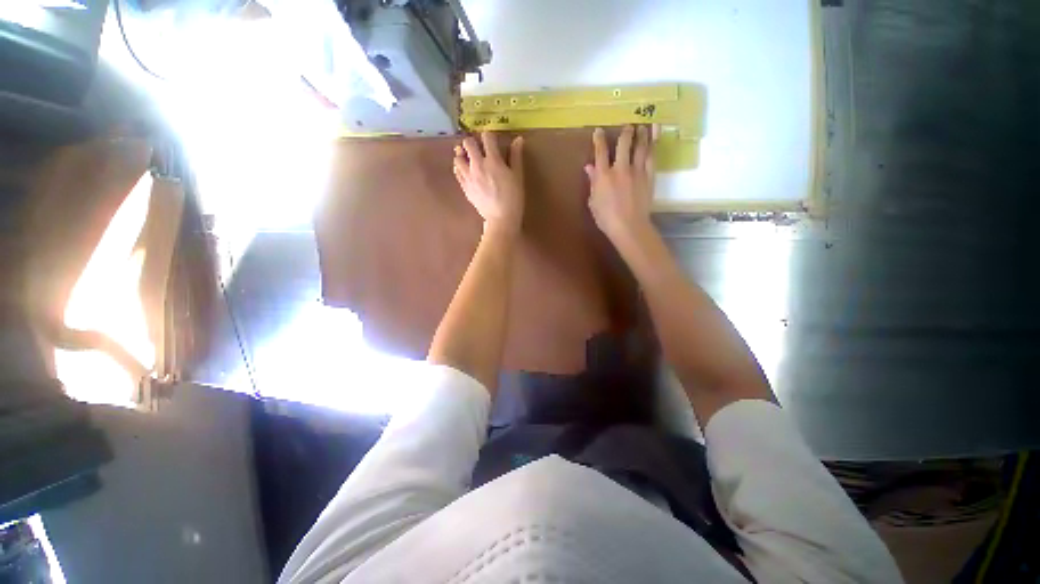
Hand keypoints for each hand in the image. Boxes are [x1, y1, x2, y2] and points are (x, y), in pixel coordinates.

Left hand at [454, 132, 524, 235]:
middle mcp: (477, 165)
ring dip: (464, 155)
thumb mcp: (518, 176)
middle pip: (468, 143)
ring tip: (470, 159)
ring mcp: (468, 176)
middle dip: (474, 142)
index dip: (490, 136)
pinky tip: (467, 171)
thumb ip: (516, 156)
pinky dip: (460, 168)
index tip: (493, 141)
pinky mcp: (464, 187)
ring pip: (458, 157)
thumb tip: (518, 139)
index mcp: (493, 160)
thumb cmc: (513, 198)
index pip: (487, 137)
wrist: (501, 219)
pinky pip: (456, 172)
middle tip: (480, 149)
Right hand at [586, 125, 654, 248]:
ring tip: (643, 126)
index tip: (599, 130)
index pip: (600, 152)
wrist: (629, 226)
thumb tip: (589, 168)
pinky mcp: (649, 176)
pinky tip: (653, 140)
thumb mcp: (594, 202)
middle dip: (625, 132)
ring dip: (642, 134)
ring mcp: (637, 171)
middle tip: (627, 125)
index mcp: (603, 176)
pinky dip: (653, 146)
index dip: (599, 139)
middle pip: (624, 144)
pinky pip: (651, 157)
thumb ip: (593, 183)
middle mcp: (620, 169)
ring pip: (640, 147)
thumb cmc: (606, 218)